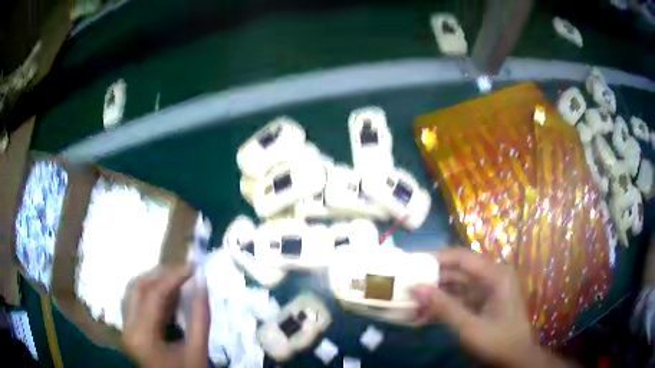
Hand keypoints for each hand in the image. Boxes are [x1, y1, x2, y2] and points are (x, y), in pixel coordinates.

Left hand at [122, 265, 209, 367]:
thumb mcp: (198, 350)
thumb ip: (200, 318)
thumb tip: (202, 284)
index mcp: (143, 336)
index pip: (153, 295)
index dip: (173, 277)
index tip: (192, 267)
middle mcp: (127, 327)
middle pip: (138, 287)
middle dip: (161, 275)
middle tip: (184, 272)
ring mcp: (125, 327)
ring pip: (133, 291)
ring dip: (153, 281)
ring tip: (175, 280)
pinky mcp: (128, 329)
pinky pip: (134, 301)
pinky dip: (148, 292)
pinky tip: (165, 295)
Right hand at [411, 248, 566, 367]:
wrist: (514, 361)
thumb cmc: (497, 343)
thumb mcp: (469, 327)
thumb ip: (443, 307)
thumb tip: (415, 287)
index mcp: (495, 275)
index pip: (461, 257)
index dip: (435, 257)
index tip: (409, 263)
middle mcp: (491, 277)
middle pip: (456, 271)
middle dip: (431, 280)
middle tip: (404, 286)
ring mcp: (486, 292)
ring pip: (455, 287)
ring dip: (433, 296)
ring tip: (409, 305)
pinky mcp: (481, 305)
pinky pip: (458, 300)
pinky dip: (441, 307)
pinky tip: (422, 317)